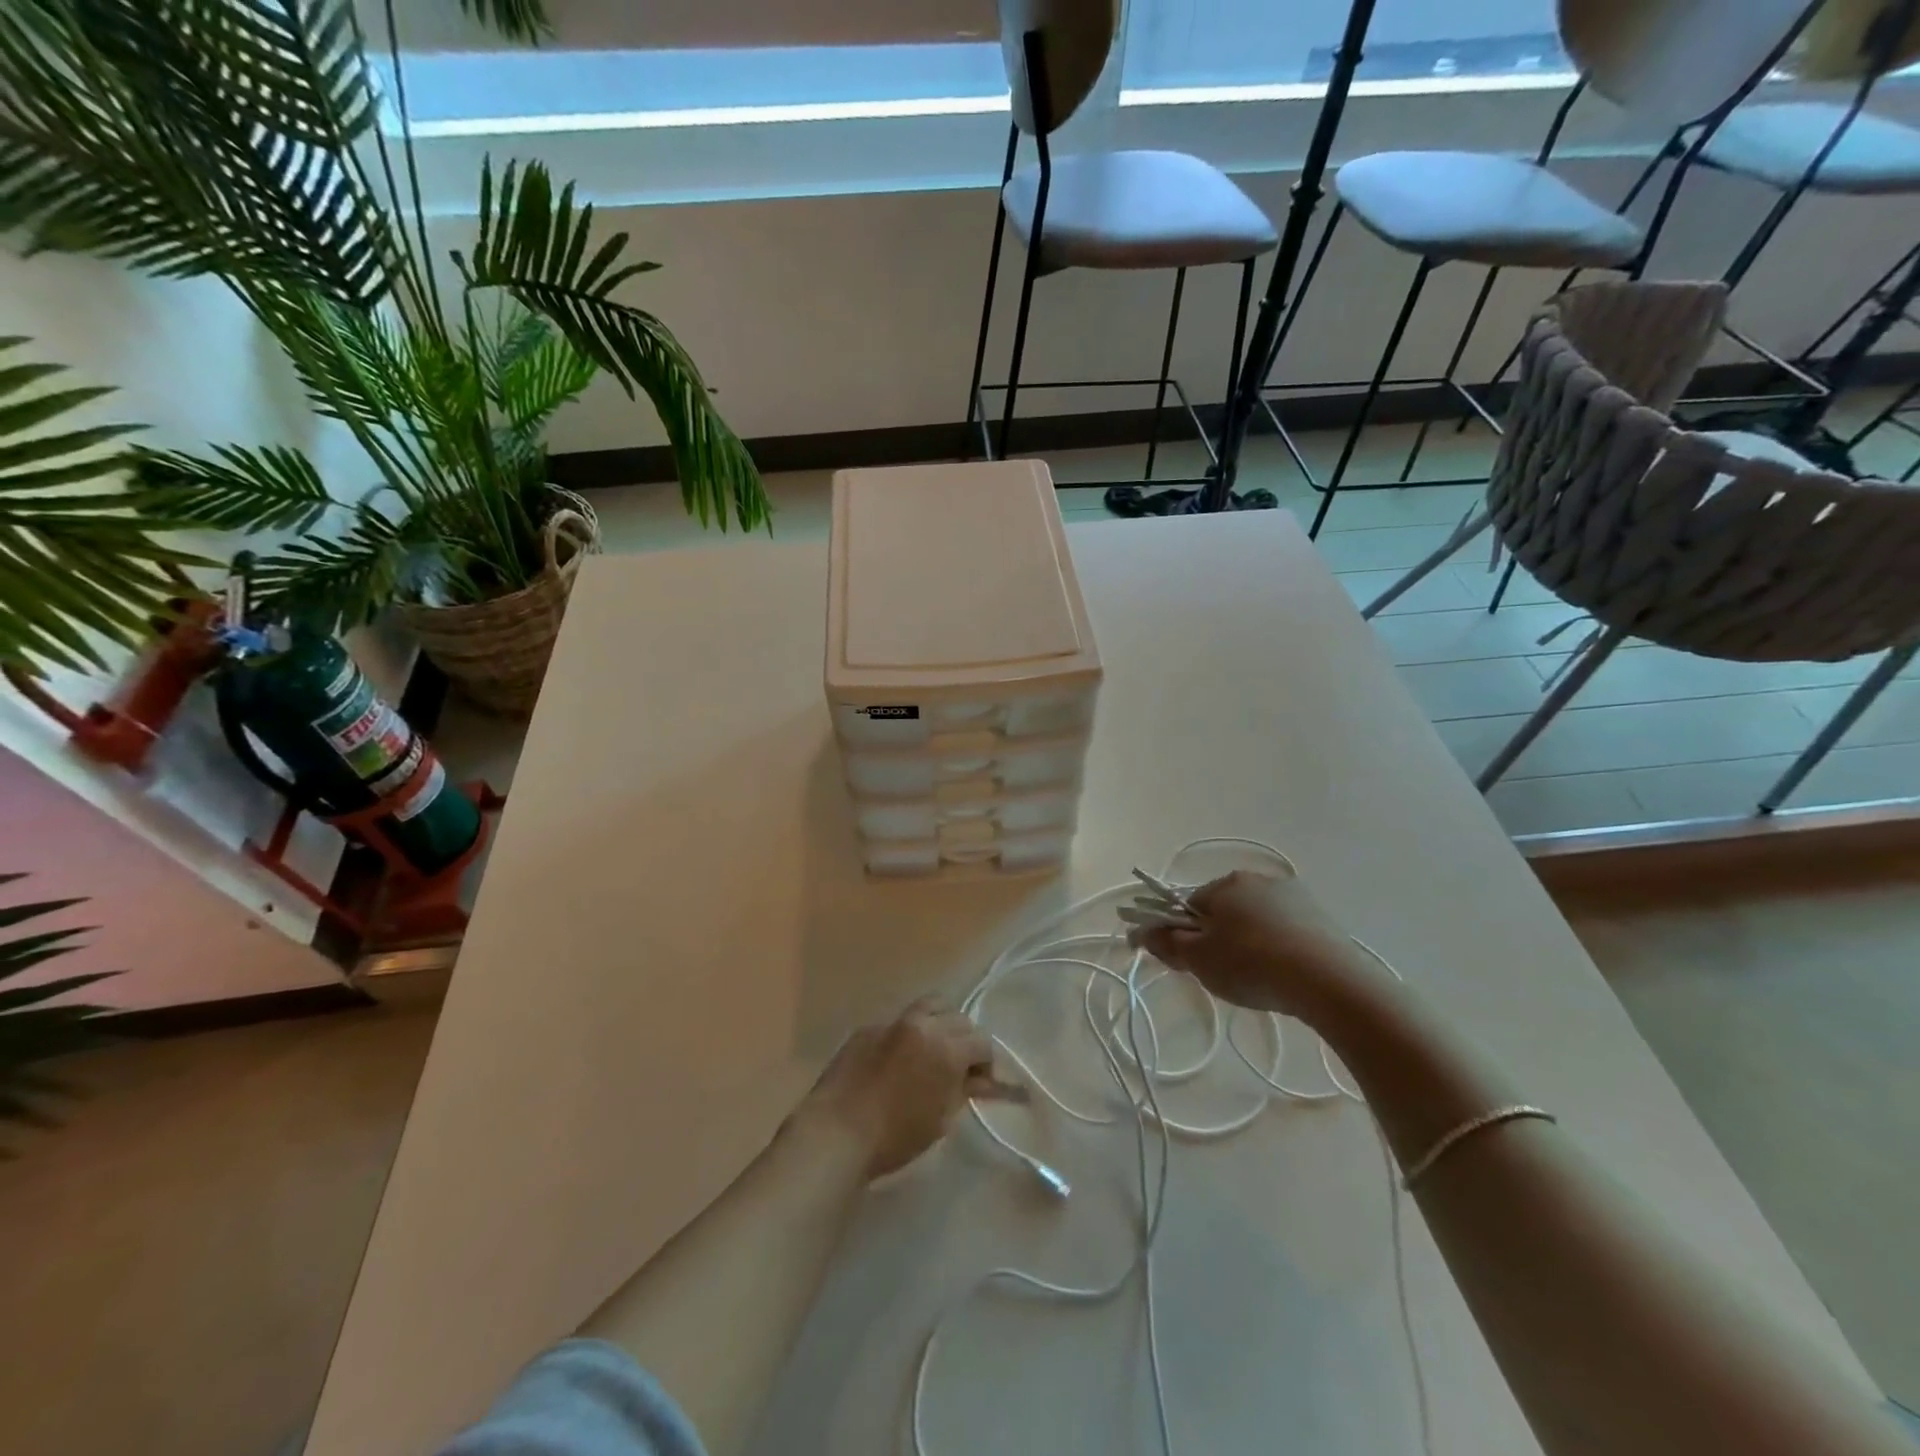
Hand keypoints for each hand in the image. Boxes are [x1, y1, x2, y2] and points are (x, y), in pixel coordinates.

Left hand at [793, 1000, 1017, 1180]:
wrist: (836, 1133)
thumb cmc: (895, 1137)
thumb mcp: (940, 1118)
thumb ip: (964, 1090)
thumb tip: (981, 1080)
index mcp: (947, 1048)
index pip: (982, 1042)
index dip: (987, 1063)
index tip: (982, 1082)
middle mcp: (923, 1024)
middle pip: (959, 1019)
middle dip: (965, 1040)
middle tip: (960, 1066)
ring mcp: (893, 1021)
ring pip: (930, 1007)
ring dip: (940, 1023)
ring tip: (934, 1049)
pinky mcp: (868, 1027)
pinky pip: (898, 1022)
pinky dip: (908, 1034)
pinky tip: (899, 1059)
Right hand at [1127, 869, 1388, 1022]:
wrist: (1328, 981)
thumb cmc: (1251, 964)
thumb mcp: (1198, 959)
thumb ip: (1166, 943)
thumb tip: (1141, 932)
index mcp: (1224, 883)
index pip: (1189, 905)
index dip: (1183, 934)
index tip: (1189, 962)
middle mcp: (1257, 879)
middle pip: (1223, 910)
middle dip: (1217, 937)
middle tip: (1221, 974)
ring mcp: (1293, 895)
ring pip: (1255, 919)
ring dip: (1249, 941)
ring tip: (1257, 978)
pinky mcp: (1321, 916)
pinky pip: (1285, 929)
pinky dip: (1278, 946)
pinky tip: (1284, 973)